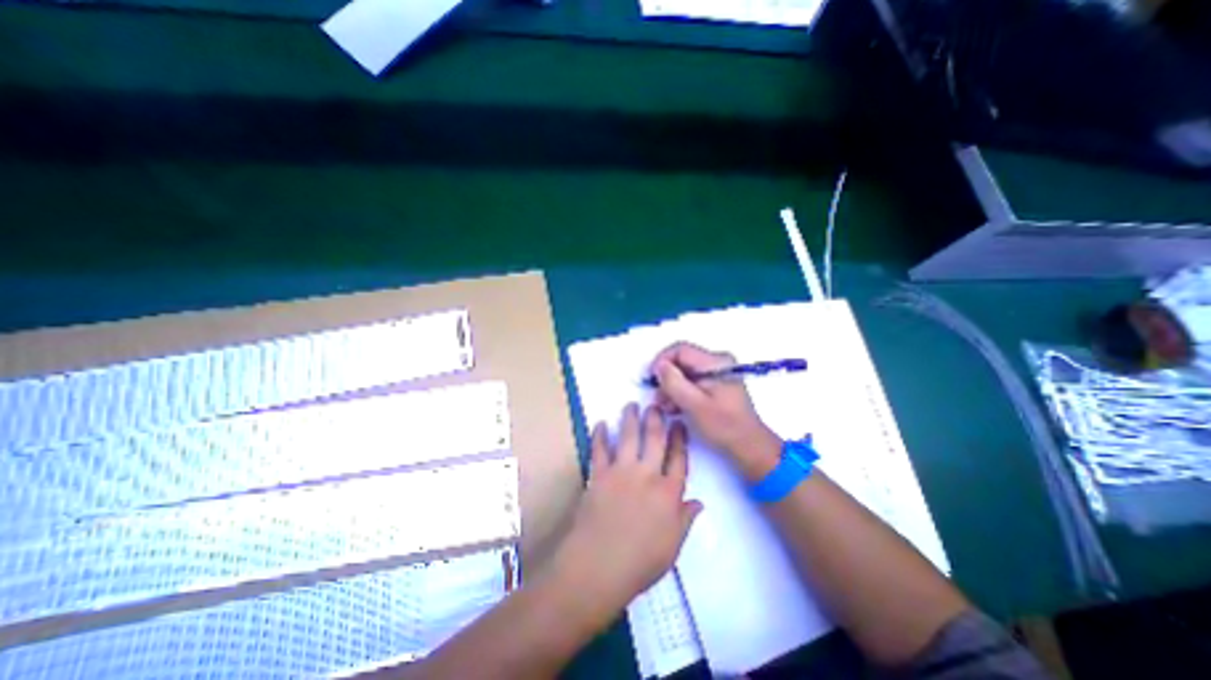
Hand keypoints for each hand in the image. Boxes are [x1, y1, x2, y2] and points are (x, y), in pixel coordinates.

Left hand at [553, 407, 705, 619]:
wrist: (599, 565)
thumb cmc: (640, 562)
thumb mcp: (672, 546)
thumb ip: (685, 520)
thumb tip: (699, 502)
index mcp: (668, 493)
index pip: (678, 459)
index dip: (680, 440)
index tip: (679, 424)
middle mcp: (647, 475)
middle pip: (654, 440)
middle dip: (656, 419)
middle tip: (656, 405)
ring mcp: (621, 472)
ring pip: (628, 437)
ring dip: (630, 418)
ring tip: (631, 404)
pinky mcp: (599, 474)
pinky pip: (599, 449)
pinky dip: (599, 435)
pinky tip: (600, 423)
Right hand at [649, 343, 781, 459]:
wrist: (748, 445)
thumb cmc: (723, 425)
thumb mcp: (694, 405)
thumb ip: (674, 383)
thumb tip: (659, 366)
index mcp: (715, 362)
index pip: (680, 349)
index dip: (662, 361)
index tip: (651, 379)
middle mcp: (717, 362)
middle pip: (682, 360)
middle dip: (667, 378)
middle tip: (659, 398)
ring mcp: (716, 372)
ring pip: (685, 371)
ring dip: (672, 387)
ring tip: (666, 407)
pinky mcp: (715, 384)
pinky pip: (691, 381)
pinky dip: (681, 392)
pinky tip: (675, 407)